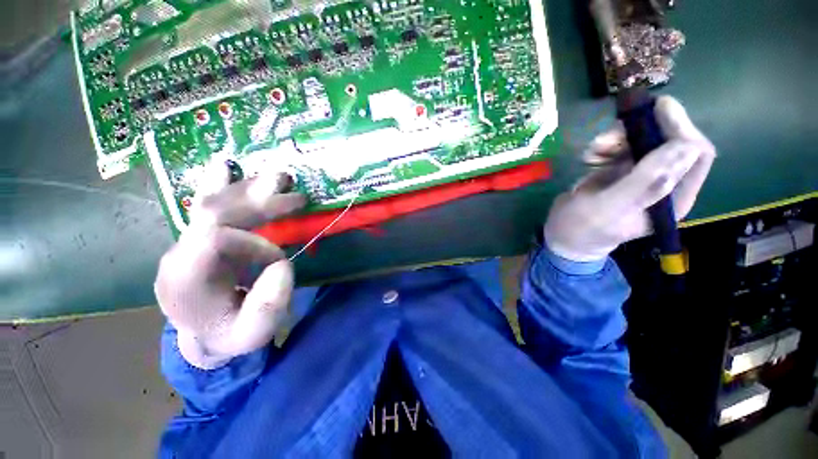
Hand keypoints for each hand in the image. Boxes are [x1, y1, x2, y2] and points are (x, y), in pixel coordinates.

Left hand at [155, 169, 305, 368]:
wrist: (204, 335)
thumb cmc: (229, 335)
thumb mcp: (253, 334)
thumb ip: (268, 306)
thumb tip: (283, 264)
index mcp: (185, 278)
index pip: (216, 239)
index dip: (256, 242)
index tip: (281, 259)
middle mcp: (180, 252)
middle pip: (215, 212)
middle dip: (259, 201)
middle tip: (294, 195)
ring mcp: (186, 241)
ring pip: (213, 202)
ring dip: (249, 188)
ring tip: (278, 176)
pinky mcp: (198, 238)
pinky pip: (208, 206)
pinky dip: (224, 185)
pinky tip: (227, 166)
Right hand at [544, 96, 715, 261]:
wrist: (561, 233)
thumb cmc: (582, 227)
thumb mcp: (609, 208)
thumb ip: (645, 182)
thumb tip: (686, 146)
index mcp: (672, 198)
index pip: (695, 154)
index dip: (681, 129)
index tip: (656, 109)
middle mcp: (663, 182)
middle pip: (668, 140)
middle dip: (640, 131)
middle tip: (609, 135)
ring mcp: (642, 174)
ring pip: (642, 139)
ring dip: (617, 138)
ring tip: (593, 150)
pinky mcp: (621, 169)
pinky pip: (621, 145)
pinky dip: (605, 145)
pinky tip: (589, 157)